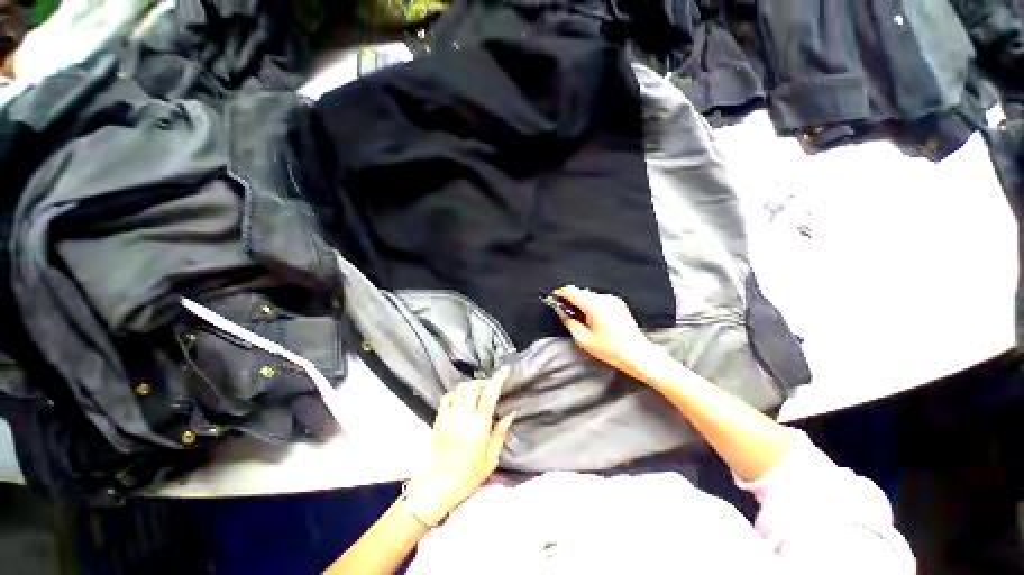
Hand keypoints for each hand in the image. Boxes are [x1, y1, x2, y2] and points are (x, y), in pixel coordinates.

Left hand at [405, 371, 514, 525]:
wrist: (438, 487)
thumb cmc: (468, 476)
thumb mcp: (491, 460)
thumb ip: (500, 435)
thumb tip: (509, 415)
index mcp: (479, 427)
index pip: (489, 396)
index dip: (497, 380)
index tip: (503, 371)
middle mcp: (463, 418)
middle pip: (473, 387)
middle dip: (483, 382)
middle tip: (490, 386)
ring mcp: (449, 417)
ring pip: (460, 389)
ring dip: (470, 386)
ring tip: (476, 393)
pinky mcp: (439, 419)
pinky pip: (447, 397)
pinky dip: (456, 393)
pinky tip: (461, 400)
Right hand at [552, 285, 660, 382]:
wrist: (636, 353)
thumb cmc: (610, 350)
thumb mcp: (584, 340)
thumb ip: (570, 322)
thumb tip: (562, 312)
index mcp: (595, 306)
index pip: (572, 291)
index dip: (560, 293)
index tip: (554, 298)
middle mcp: (604, 299)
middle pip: (581, 291)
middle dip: (570, 299)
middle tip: (565, 310)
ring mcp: (613, 299)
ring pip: (589, 295)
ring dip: (581, 301)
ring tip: (579, 316)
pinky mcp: (618, 303)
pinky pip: (599, 298)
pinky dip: (591, 303)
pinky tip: (591, 317)